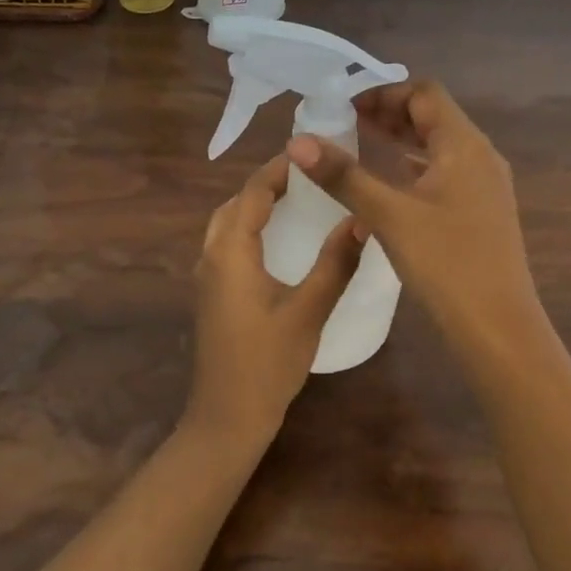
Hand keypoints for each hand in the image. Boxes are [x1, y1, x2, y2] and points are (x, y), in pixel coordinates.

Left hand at [187, 153, 365, 446]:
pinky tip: (278, 240)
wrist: (227, 417)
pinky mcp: (212, 294)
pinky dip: (250, 228)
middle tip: (308, 174)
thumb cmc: (267, 363)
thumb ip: (336, 264)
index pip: (252, 193)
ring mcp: (208, 277)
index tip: (312, 152)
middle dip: (266, 183)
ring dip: (256, 205)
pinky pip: (228, 244)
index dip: (279, 169)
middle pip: (235, 204)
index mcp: (230, 253)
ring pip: (227, 224)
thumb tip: (363, 219)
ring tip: (296, 198)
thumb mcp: (308, 312)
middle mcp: (212, 256)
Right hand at [287, 79, 543, 355]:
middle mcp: (480, 157)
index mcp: (464, 145)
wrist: (498, 328)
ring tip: (359, 144)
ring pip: (438, 147)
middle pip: (433, 117)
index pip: (424, 93)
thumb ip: (344, 176)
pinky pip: (444, 173)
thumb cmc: (446, 263)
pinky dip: (414, 168)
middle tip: (345, 123)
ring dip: (401, 140)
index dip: (384, 92)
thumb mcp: (390, 215)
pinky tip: (388, 184)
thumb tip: (298, 141)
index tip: (345, 106)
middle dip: (389, 114)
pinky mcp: (481, 212)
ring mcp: (484, 186)